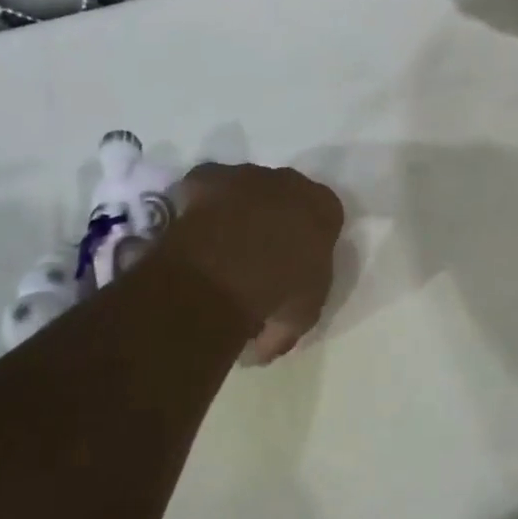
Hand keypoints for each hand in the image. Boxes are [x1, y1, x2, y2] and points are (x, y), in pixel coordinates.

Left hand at [163, 162, 344, 362]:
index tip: (293, 263)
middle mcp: (289, 182)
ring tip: (218, 245)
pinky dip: (199, 204)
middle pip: (284, 195)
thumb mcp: (299, 318)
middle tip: (255, 254)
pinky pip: (205, 186)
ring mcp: (246, 175)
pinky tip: (192, 230)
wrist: (226, 272)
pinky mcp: (208, 176)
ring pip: (244, 188)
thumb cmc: (277, 294)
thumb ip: (289, 318)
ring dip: (236, 208)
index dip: (308, 238)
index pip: (325, 214)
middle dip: (273, 217)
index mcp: (324, 209)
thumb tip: (263, 343)